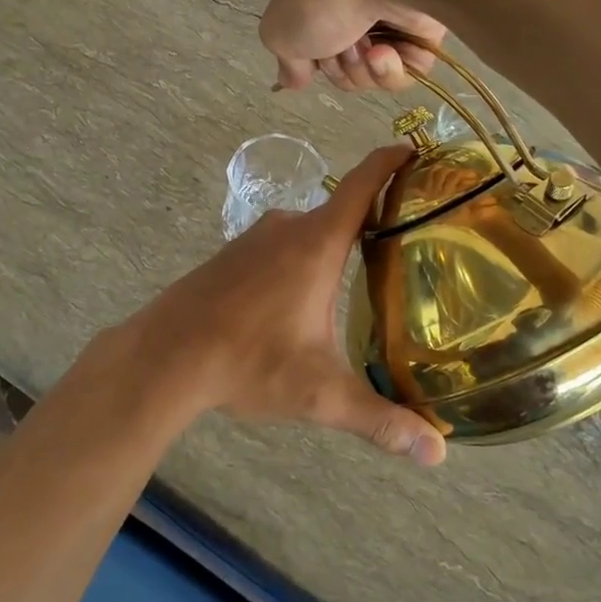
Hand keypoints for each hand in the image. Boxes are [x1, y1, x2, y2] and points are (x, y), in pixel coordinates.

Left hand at [100, 146, 447, 464]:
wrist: (164, 356)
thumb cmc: (247, 362)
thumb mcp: (318, 393)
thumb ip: (379, 420)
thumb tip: (436, 453)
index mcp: (317, 243)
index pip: (362, 184)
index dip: (390, 161)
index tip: (413, 149)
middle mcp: (287, 228)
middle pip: (340, 210)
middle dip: (374, 217)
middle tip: (410, 236)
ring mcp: (254, 239)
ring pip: (308, 232)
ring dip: (335, 244)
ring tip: (365, 272)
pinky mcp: (231, 255)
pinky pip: (280, 245)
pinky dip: (302, 258)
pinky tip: (303, 297)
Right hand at [261, 0, 446, 92]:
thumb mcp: (279, 31)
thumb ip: (286, 60)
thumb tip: (293, 79)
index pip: (308, 36)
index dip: (308, 59)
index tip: (310, 64)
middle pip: (341, 58)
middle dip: (338, 66)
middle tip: (341, 51)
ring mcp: (389, 8)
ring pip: (373, 66)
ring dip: (364, 70)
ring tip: (369, 51)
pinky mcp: (425, 23)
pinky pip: (406, 66)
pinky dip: (393, 68)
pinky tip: (387, 53)